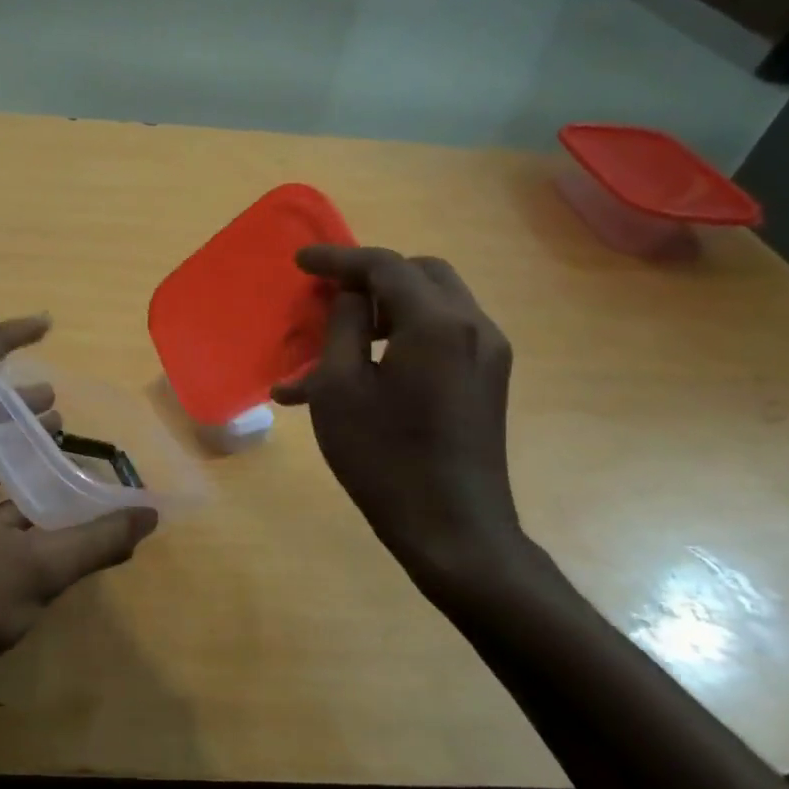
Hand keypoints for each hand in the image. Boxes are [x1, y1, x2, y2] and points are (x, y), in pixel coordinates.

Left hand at [0, 317, 158, 694]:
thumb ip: (95, 542)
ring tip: (56, 439)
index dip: (1, 340)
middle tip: (57, 400)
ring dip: (10, 444)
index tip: (44, 326)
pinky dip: (5, 486)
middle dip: (13, 398)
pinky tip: (40, 503)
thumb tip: (148, 518)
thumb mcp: (35, 574)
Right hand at [272, 248, 519, 578]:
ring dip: (385, 308)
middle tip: (329, 298)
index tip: (300, 261)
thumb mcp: (339, 388)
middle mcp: (473, 326)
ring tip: (338, 344)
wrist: (452, 529)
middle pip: (420, 274)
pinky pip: (443, 335)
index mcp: (436, 323)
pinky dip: (404, 334)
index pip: (385, 266)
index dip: (339, 258)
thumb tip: (350, 294)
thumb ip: (342, 326)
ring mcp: (488, 354)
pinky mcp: (488, 380)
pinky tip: (367, 372)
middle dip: (371, 277)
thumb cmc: (383, 458)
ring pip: (434, 303)